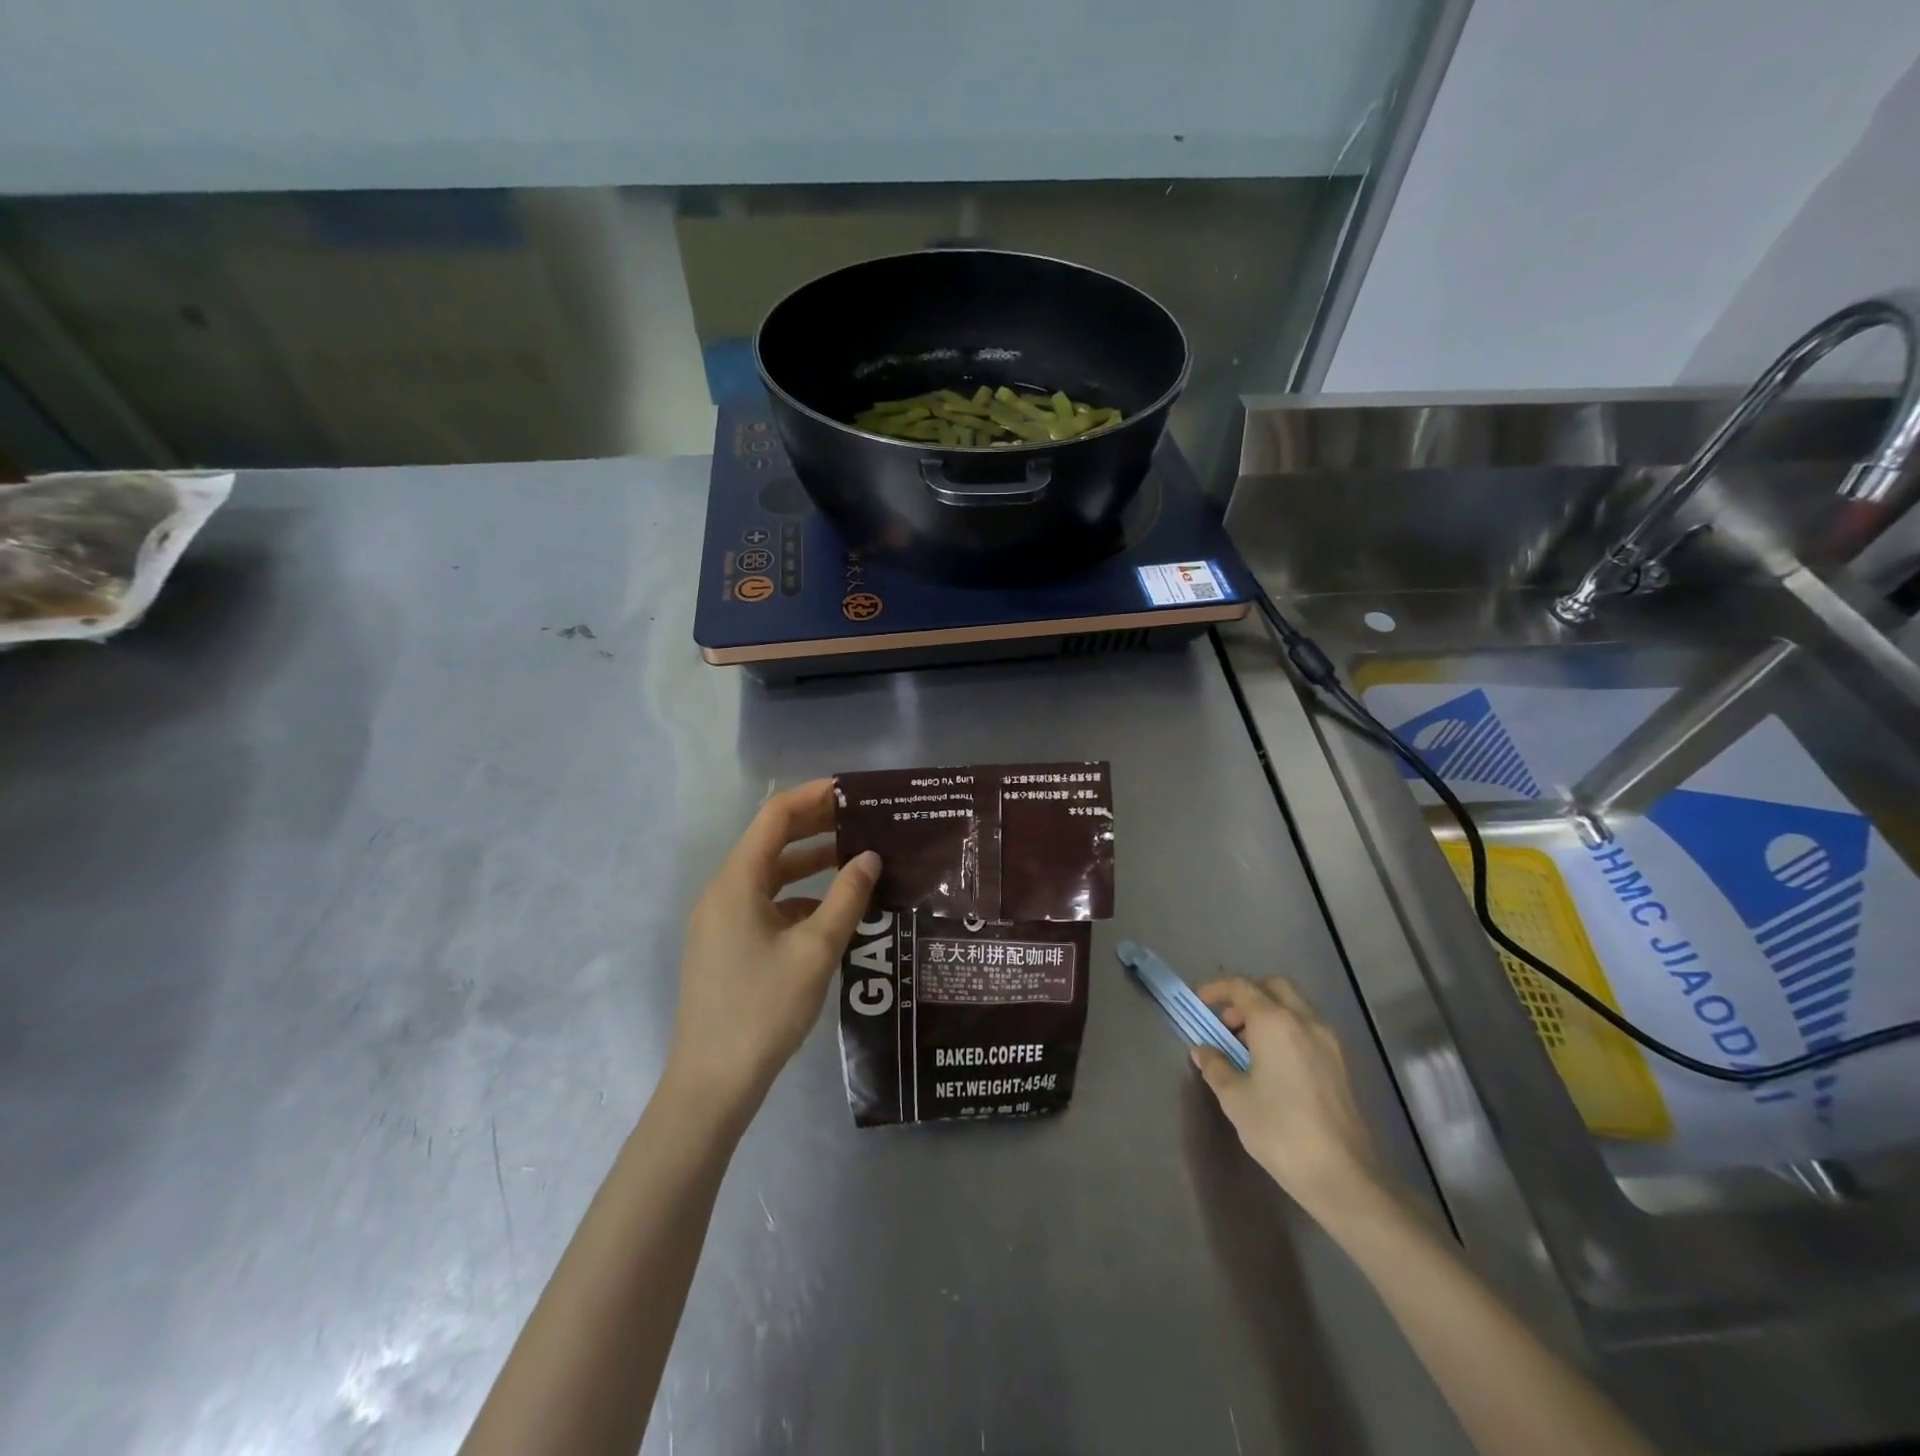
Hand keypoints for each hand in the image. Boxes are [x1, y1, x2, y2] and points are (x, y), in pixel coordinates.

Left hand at [666, 780, 880, 1118]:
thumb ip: (847, 898)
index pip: (775, 817)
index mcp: (736, 883)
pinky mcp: (725, 946)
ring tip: (855, 859)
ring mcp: (720, 921)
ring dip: (809, 863)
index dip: (812, 796)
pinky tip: (831, 912)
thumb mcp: (816, 950)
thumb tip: (869, 857)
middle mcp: (723, 892)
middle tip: (862, 819)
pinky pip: (764, 904)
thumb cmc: (764, 1009)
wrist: (712, 1083)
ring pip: (769, 875)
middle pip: (770, 842)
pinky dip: (797, 897)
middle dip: (815, 826)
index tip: (852, 790)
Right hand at [1190, 977, 1385, 1221]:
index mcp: (1275, 1021)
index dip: (1216, 989)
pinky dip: (1286, 1030)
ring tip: (1246, 1047)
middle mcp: (1304, 1021)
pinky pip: (1307, 1029)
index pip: (1241, 987)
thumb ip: (1216, 1066)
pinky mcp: (1340, 1063)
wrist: (1341, 1175)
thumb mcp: (1234, 1098)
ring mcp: (1328, 1041)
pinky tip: (1272, 1064)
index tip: (1200, 1002)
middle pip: (1273, 987)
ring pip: (1294, 1007)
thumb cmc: (1279, 1129)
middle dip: (1247, 995)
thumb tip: (1203, 1050)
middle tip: (1227, 1022)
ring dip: (1268, 1013)